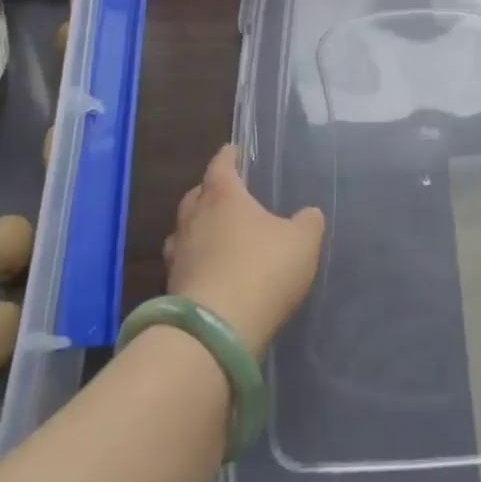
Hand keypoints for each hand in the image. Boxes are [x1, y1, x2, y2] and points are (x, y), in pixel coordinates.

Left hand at [164, 145, 324, 355]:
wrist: (216, 331)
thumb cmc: (263, 270)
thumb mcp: (302, 242)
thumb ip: (307, 222)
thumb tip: (308, 213)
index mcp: (224, 197)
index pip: (221, 166)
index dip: (228, 156)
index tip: (233, 150)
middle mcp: (194, 219)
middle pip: (196, 196)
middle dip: (209, 191)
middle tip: (225, 193)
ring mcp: (178, 255)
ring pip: (184, 230)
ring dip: (197, 227)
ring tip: (215, 232)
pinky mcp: (172, 288)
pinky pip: (184, 263)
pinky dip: (197, 260)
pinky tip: (212, 270)